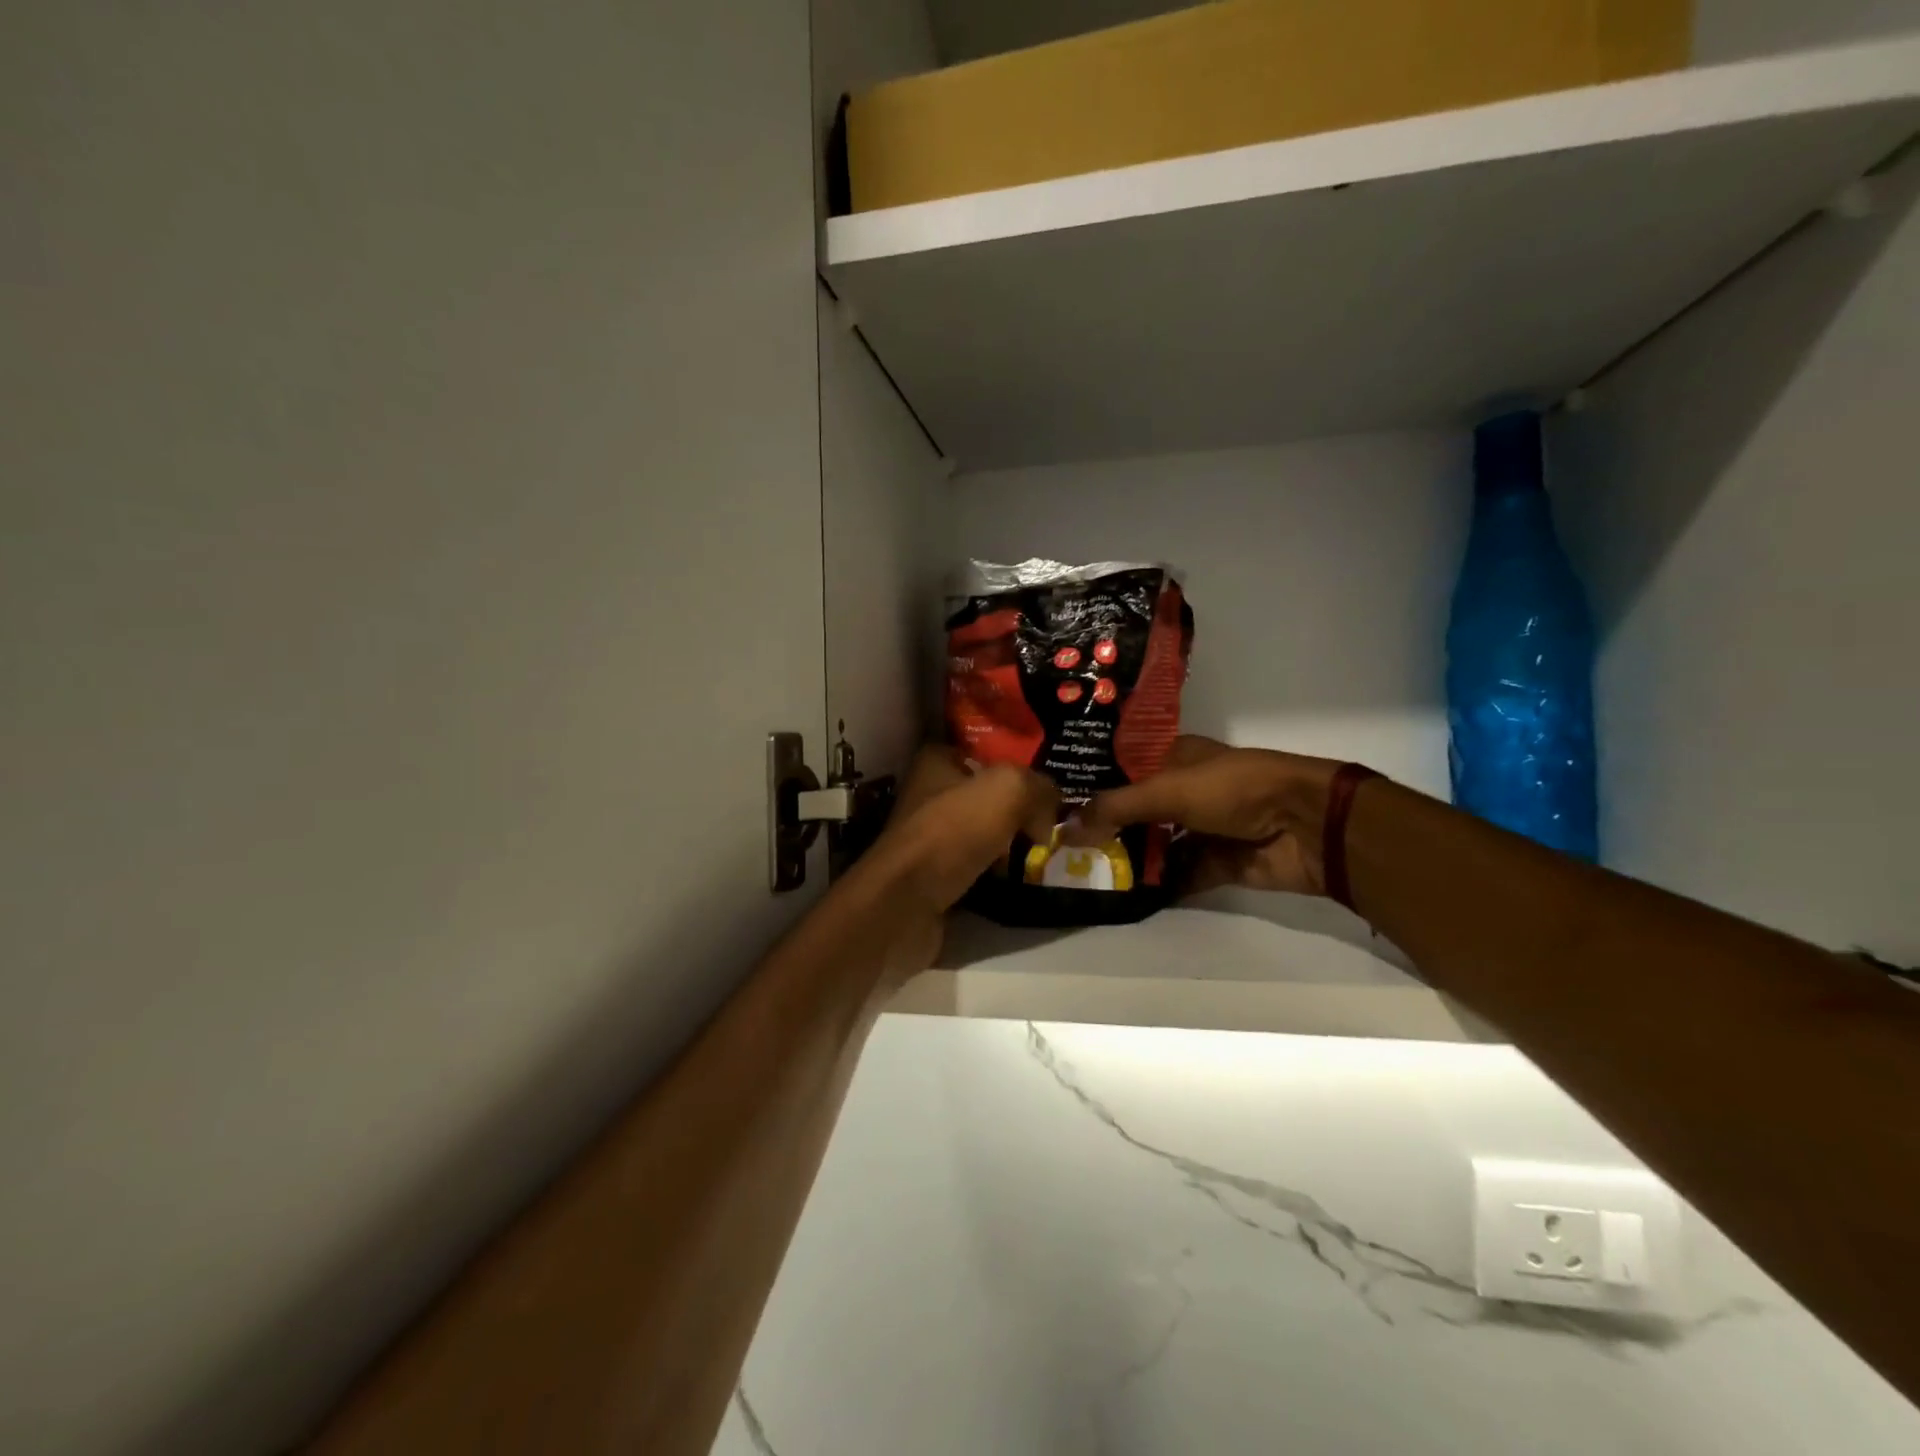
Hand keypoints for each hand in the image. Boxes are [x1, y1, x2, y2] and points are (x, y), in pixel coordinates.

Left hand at [879, 748, 1059, 909]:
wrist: (905, 904)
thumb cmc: (952, 831)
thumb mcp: (1007, 789)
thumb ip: (1038, 786)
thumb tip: (1052, 808)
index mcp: (936, 762)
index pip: (984, 752)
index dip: (1017, 764)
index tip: (1050, 784)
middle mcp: (930, 795)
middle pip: (988, 796)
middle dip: (1021, 809)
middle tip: (1054, 823)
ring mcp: (930, 839)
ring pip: (985, 834)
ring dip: (1013, 845)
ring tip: (1045, 854)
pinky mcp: (934, 877)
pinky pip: (978, 868)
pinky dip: (998, 875)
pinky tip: (1021, 880)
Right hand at [1063, 736, 1342, 896]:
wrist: (1305, 825)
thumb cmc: (1233, 789)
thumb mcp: (1168, 790)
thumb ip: (1117, 808)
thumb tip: (1066, 829)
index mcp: (1175, 758)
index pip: (1124, 768)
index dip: (1093, 783)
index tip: (1055, 801)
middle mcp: (1185, 791)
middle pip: (1137, 810)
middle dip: (1105, 827)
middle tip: (1060, 846)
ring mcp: (1202, 828)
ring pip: (1157, 844)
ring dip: (1129, 858)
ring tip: (1083, 873)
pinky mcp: (1217, 863)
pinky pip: (1179, 875)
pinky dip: (1157, 885)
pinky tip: (1122, 896)